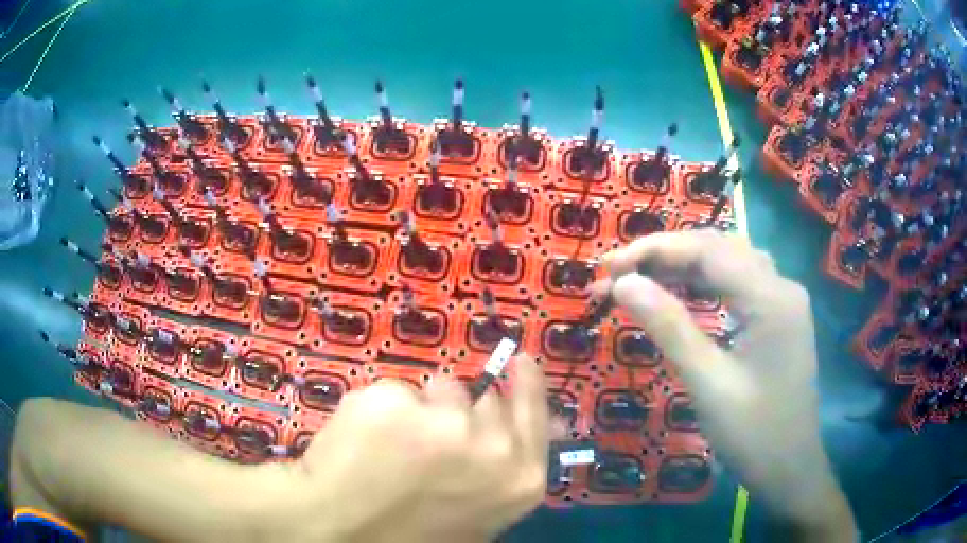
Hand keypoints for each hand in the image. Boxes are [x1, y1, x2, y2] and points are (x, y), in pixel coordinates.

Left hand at [285, 354, 549, 542]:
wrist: (340, 531)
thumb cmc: (412, 529)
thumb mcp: (476, 511)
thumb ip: (503, 469)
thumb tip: (509, 415)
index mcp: (518, 478)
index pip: (533, 411)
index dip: (526, 385)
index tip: (522, 361)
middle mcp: (492, 446)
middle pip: (482, 398)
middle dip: (456, 413)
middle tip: (425, 444)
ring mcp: (442, 421)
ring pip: (437, 389)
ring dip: (418, 411)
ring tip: (391, 449)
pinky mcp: (393, 402)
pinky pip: (395, 392)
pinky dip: (379, 410)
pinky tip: (363, 442)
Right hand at [602, 230, 855, 540]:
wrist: (790, 471)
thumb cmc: (753, 435)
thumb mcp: (708, 384)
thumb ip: (669, 327)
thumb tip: (623, 283)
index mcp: (771, 298)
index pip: (708, 250)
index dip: (655, 250)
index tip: (609, 265)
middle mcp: (781, 287)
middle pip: (720, 249)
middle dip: (667, 255)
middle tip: (618, 273)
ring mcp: (783, 302)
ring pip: (730, 263)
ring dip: (685, 265)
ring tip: (642, 279)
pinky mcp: (779, 319)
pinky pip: (739, 285)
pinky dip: (705, 283)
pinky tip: (681, 292)